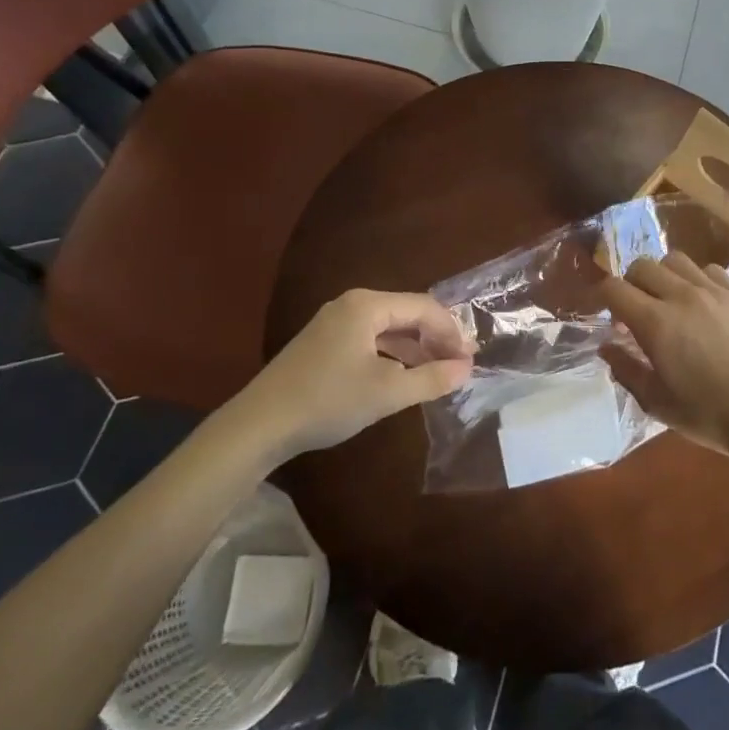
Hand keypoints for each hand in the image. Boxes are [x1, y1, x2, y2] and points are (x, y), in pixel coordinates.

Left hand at [228, 290, 474, 460]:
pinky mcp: (323, 343)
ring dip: (415, 347)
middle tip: (458, 366)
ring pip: (388, 327)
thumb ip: (431, 378)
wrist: (258, 425)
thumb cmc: (328, 401)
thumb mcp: (387, 392)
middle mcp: (352, 304)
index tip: (469, 360)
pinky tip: (402, 375)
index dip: (451, 332)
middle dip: (435, 338)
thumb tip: (466, 369)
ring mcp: (334, 322)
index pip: (424, 308)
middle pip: (407, 313)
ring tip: (436, 372)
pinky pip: (370, 339)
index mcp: (368, 305)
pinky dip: (392, 354)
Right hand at [600, 252, 728, 462]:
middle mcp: (682, 296)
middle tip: (635, 311)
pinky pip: (709, 270)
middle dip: (630, 284)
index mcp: (656, 323)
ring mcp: (713, 291)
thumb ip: (626, 370)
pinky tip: (701, 303)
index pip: (614, 288)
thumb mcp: (657, 403)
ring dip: (662, 276)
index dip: (602, 297)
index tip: (605, 315)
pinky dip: (696, 279)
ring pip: (675, 260)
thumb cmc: (709, 415)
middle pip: (642, 266)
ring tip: (668, 301)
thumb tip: (606, 347)